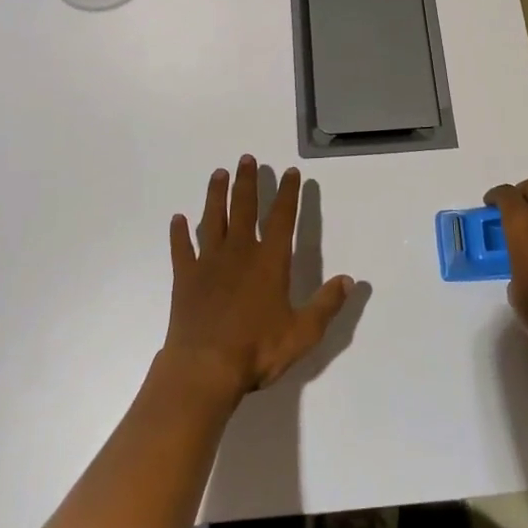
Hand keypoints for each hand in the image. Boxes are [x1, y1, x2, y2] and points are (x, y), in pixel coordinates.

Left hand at [162, 156, 354, 401]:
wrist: (205, 368)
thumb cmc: (257, 350)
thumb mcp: (303, 333)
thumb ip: (326, 305)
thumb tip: (349, 280)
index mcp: (270, 261)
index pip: (282, 218)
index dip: (288, 193)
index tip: (290, 172)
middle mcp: (240, 252)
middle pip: (244, 208)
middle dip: (247, 182)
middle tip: (246, 159)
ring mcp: (209, 262)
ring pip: (213, 219)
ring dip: (216, 195)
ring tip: (218, 173)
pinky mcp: (185, 277)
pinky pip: (182, 248)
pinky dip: (179, 233)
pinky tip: (177, 219)